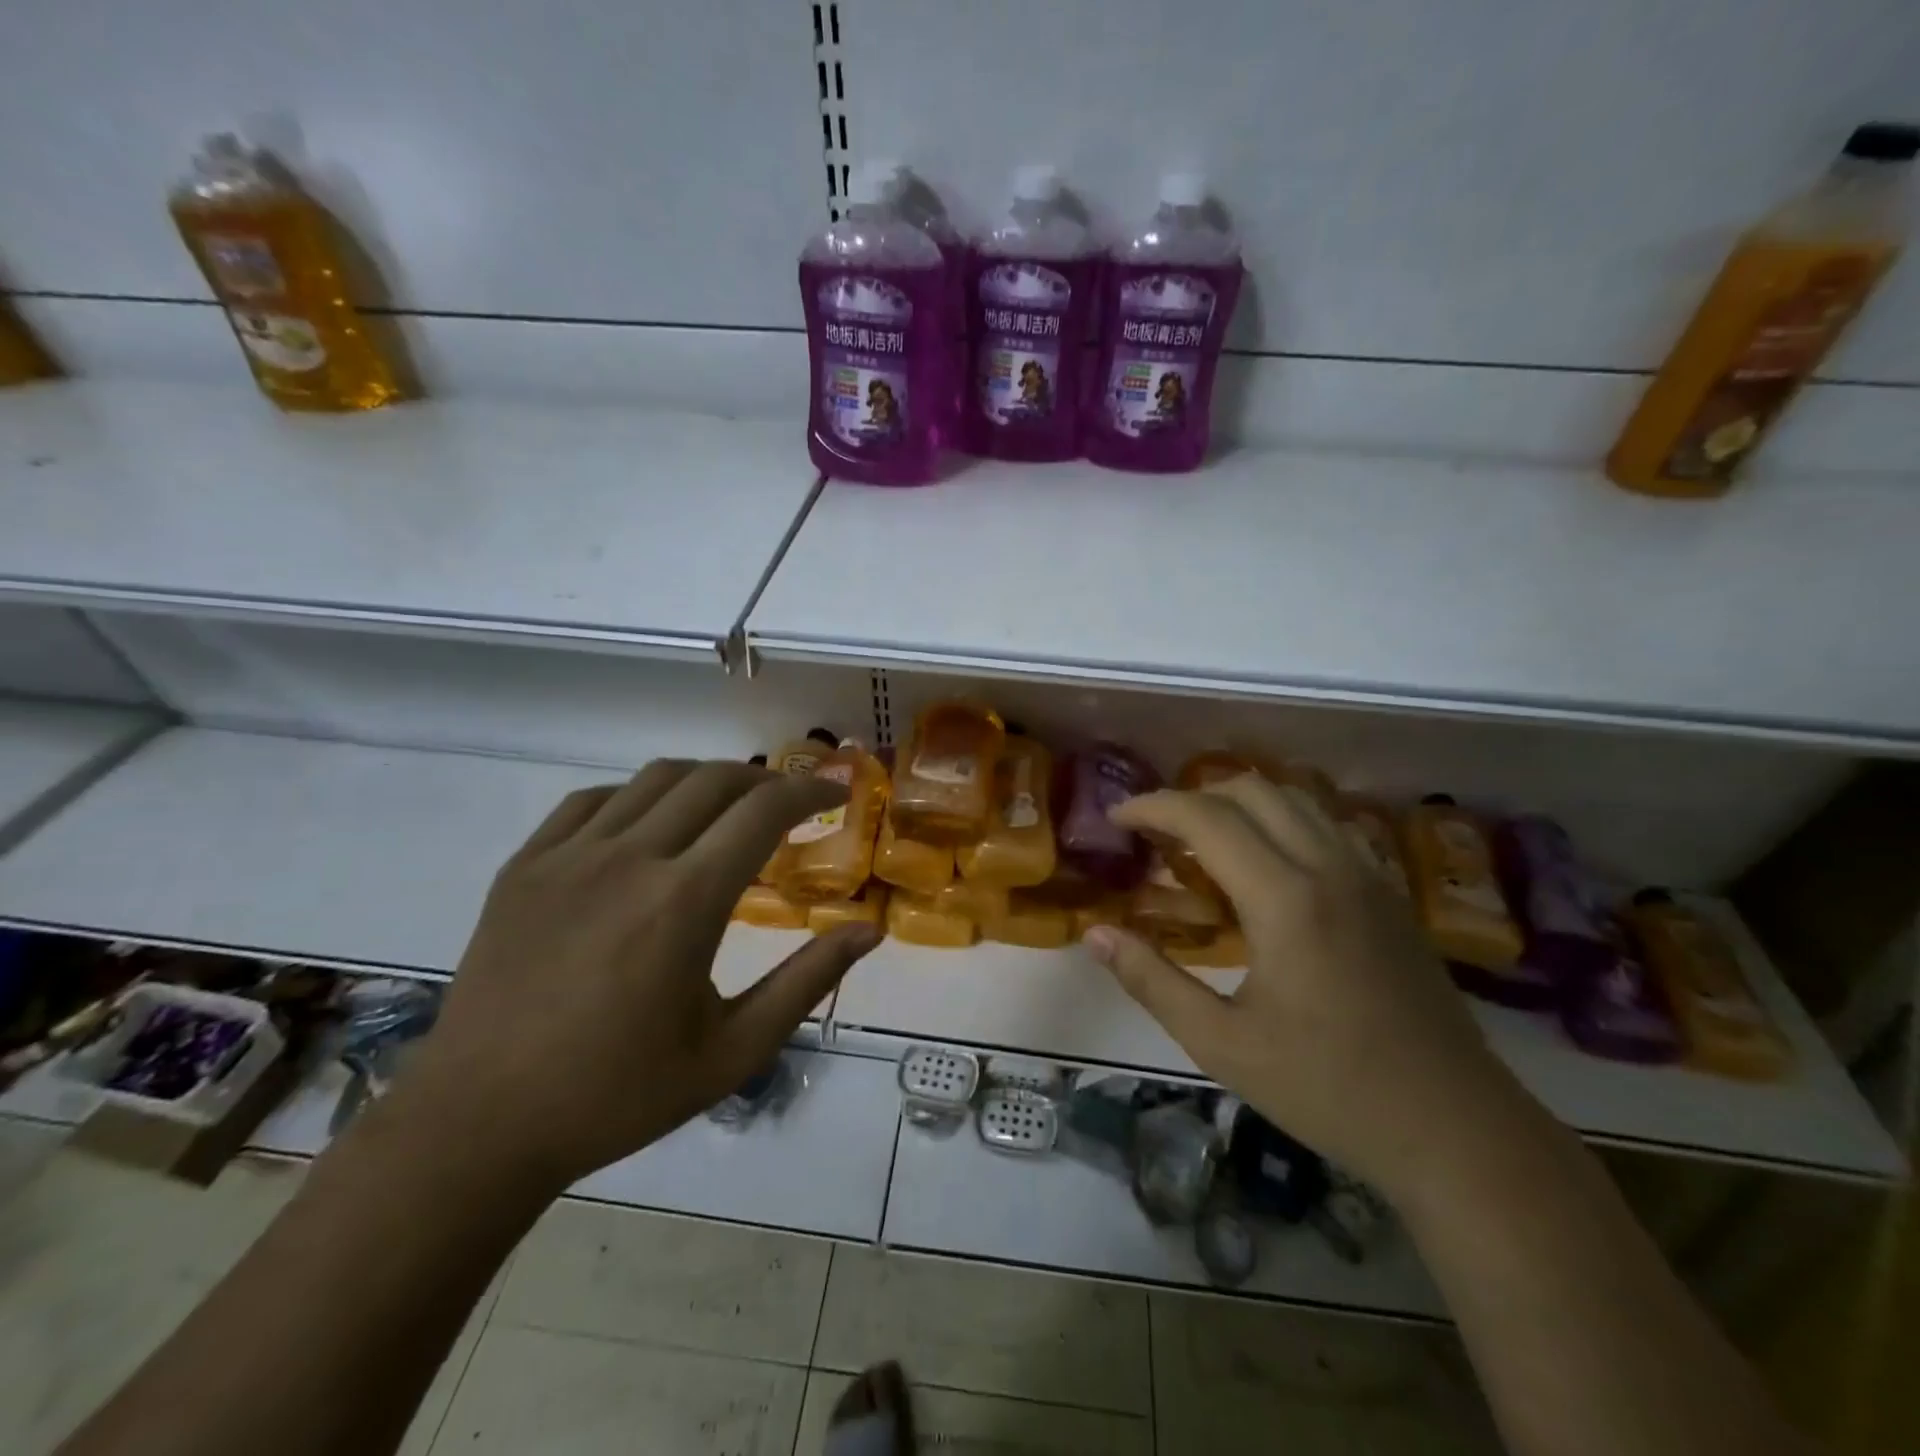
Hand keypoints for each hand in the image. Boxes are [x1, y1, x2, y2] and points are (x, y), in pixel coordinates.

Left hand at [397, 759, 879, 1193]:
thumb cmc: (618, 1094)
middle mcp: (628, 860)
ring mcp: (568, 856)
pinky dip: (639, 796)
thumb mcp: (733, 1051)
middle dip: (765, 781)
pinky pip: (592, 800)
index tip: (834, 796)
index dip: (808, 793)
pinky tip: (649, 826)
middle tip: (789, 804)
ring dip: (706, 780)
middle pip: (713, 780)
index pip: (762, 812)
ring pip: (655, 778)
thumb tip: (868, 931)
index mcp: (684, 902)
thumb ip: (806, 982)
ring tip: (728, 808)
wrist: (480, 1124)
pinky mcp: (524, 865)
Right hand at [1085, 775, 1521, 1196]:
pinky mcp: (1390, 894)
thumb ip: (1151, 980)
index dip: (1153, 806)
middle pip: (1252, 791)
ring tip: (1203, 842)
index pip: (1207, 818)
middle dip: (1193, 797)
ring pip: (1295, 800)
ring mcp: (1368, 876)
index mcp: (1285, 899)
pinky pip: (1326, 826)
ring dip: (1239, 804)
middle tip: (1156, 833)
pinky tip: (1264, 866)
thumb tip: (1095, 934)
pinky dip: (1281, 821)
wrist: (1456, 1130)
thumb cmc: (1329, 1090)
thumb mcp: (1221, 1044)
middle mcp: (1330, 867)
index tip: (1117, 818)